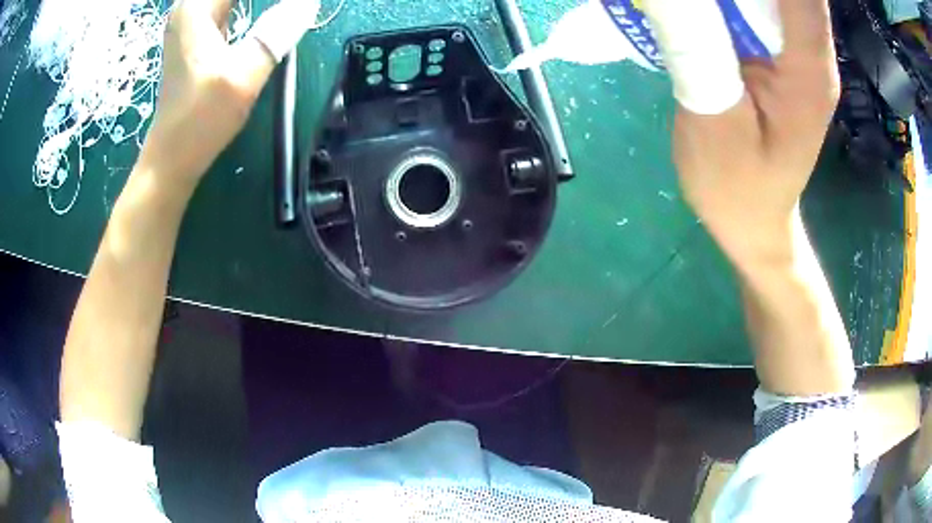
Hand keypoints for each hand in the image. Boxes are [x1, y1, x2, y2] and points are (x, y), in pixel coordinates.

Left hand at [144, 0, 319, 186]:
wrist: (173, 155)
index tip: (298, 5)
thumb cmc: (201, 119)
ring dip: (256, 4)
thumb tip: (309, 2)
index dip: (277, 1)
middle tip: (294, 8)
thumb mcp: (242, 75)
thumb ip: (276, 33)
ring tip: (288, 10)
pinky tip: (266, 11)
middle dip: (265, 2)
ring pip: (230, 0)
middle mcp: (191, 7)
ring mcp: (193, 20)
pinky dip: (248, 5)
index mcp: (197, 7)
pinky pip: (229, 4)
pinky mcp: (198, 34)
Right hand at [644, 0, 839, 269]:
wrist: (755, 224)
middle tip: (692, 0)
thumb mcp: (713, 122)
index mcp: (807, 71)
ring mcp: (798, 53)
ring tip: (687, 6)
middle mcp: (811, 53)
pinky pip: (762, 6)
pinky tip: (702, 10)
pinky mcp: (782, 55)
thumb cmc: (739, 192)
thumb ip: (698, 46)